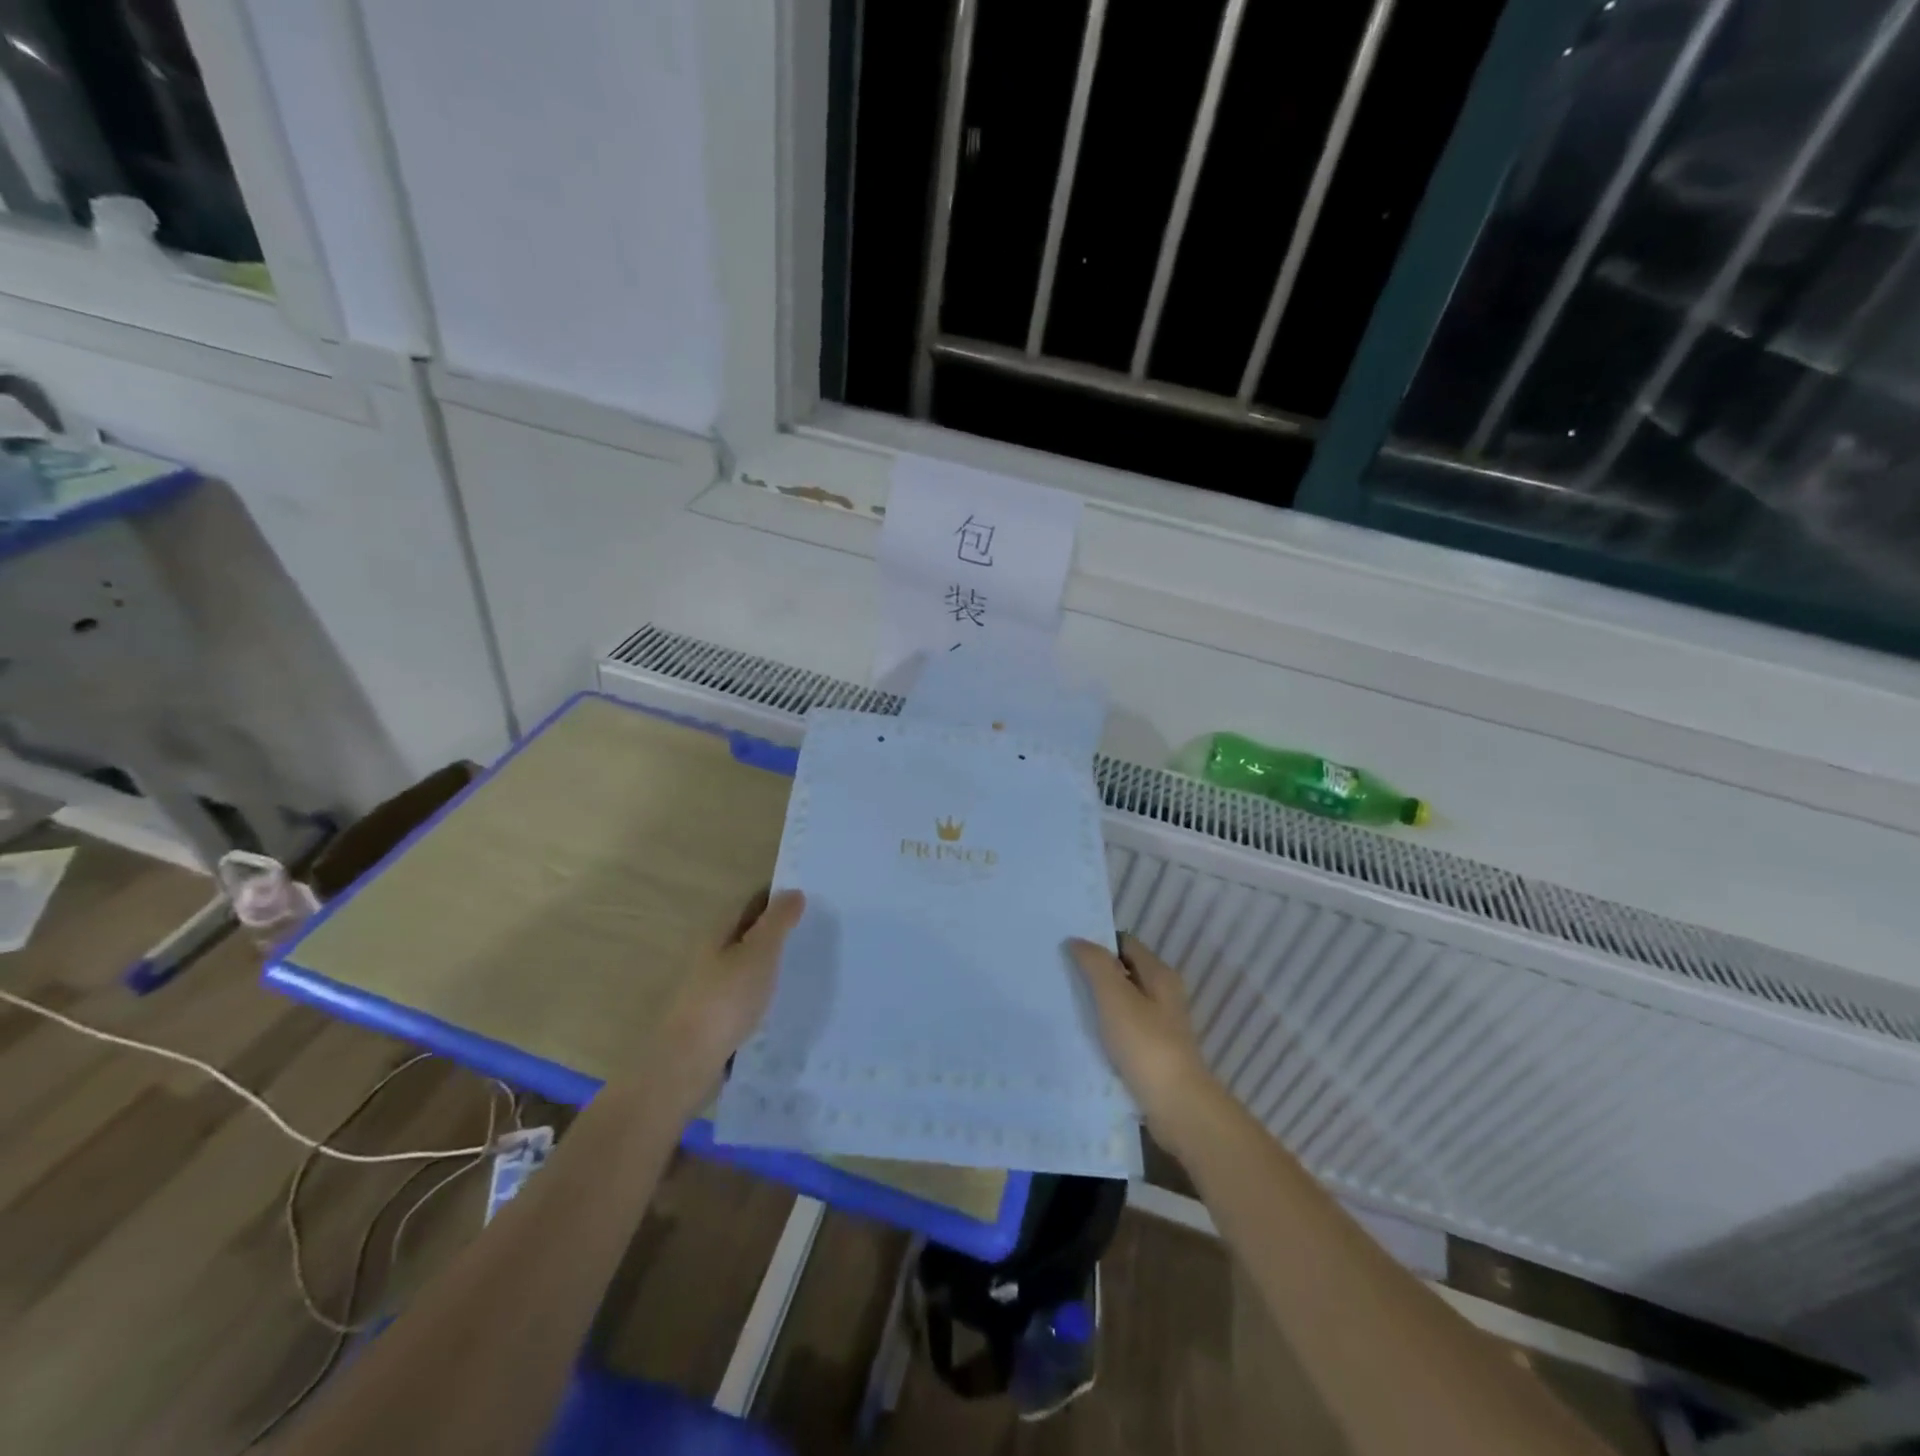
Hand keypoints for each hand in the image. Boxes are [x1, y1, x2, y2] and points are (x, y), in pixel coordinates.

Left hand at [652, 889, 805, 1106]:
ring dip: (771, 962)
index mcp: (720, 933)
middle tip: (816, 931)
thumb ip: (778, 922)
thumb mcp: (759, 953)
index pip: (753, 903)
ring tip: (806, 965)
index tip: (810, 898)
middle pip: (749, 933)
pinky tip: (784, 1000)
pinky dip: (765, 990)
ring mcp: (711, 987)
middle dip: (777, 930)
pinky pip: (746, 993)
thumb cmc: (726, 1000)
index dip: (778, 898)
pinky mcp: (716, 1017)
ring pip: (747, 965)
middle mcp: (712, 954)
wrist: (687, 1063)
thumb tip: (793, 892)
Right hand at [1067, 932, 1217, 1139]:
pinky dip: (1105, 1027)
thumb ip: (1096, 966)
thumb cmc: (1146, 1046)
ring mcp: (1160, 1026)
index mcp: (1160, 976)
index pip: (1125, 943)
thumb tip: (1077, 941)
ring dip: (1098, 1001)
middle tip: (1060, 974)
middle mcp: (1163, 996)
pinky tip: (1083, 1034)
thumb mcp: (1116, 999)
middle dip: (1094, 972)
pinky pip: (1123, 1029)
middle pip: (1124, 972)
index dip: (1098, 942)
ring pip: (1122, 1002)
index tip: (1067, 949)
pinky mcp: (1153, 1052)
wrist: (1178, 1108)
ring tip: (1065, 1002)